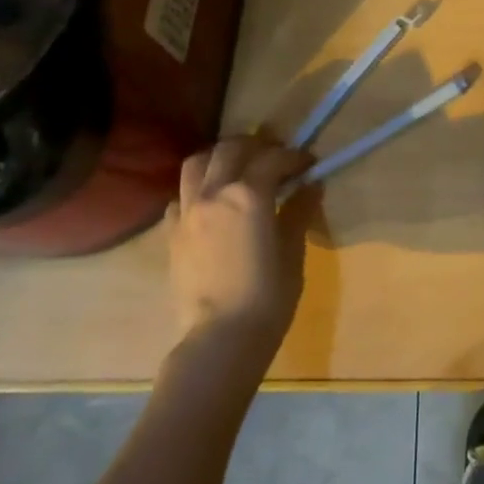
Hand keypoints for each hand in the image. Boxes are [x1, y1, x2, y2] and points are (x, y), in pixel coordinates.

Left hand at [163, 135, 314, 354]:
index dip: (295, 157)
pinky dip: (197, 190)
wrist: (220, 338)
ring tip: (237, 170)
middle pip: (230, 148)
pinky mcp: (171, 233)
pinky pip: (180, 197)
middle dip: (255, 146)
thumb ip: (299, 211)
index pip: (274, 158)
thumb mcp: (292, 251)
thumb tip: (311, 186)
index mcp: (249, 194)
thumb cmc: (268, 296)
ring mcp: (187, 212)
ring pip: (197, 163)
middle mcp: (214, 193)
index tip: (310, 164)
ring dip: (219, 158)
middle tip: (274, 158)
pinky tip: (212, 205)